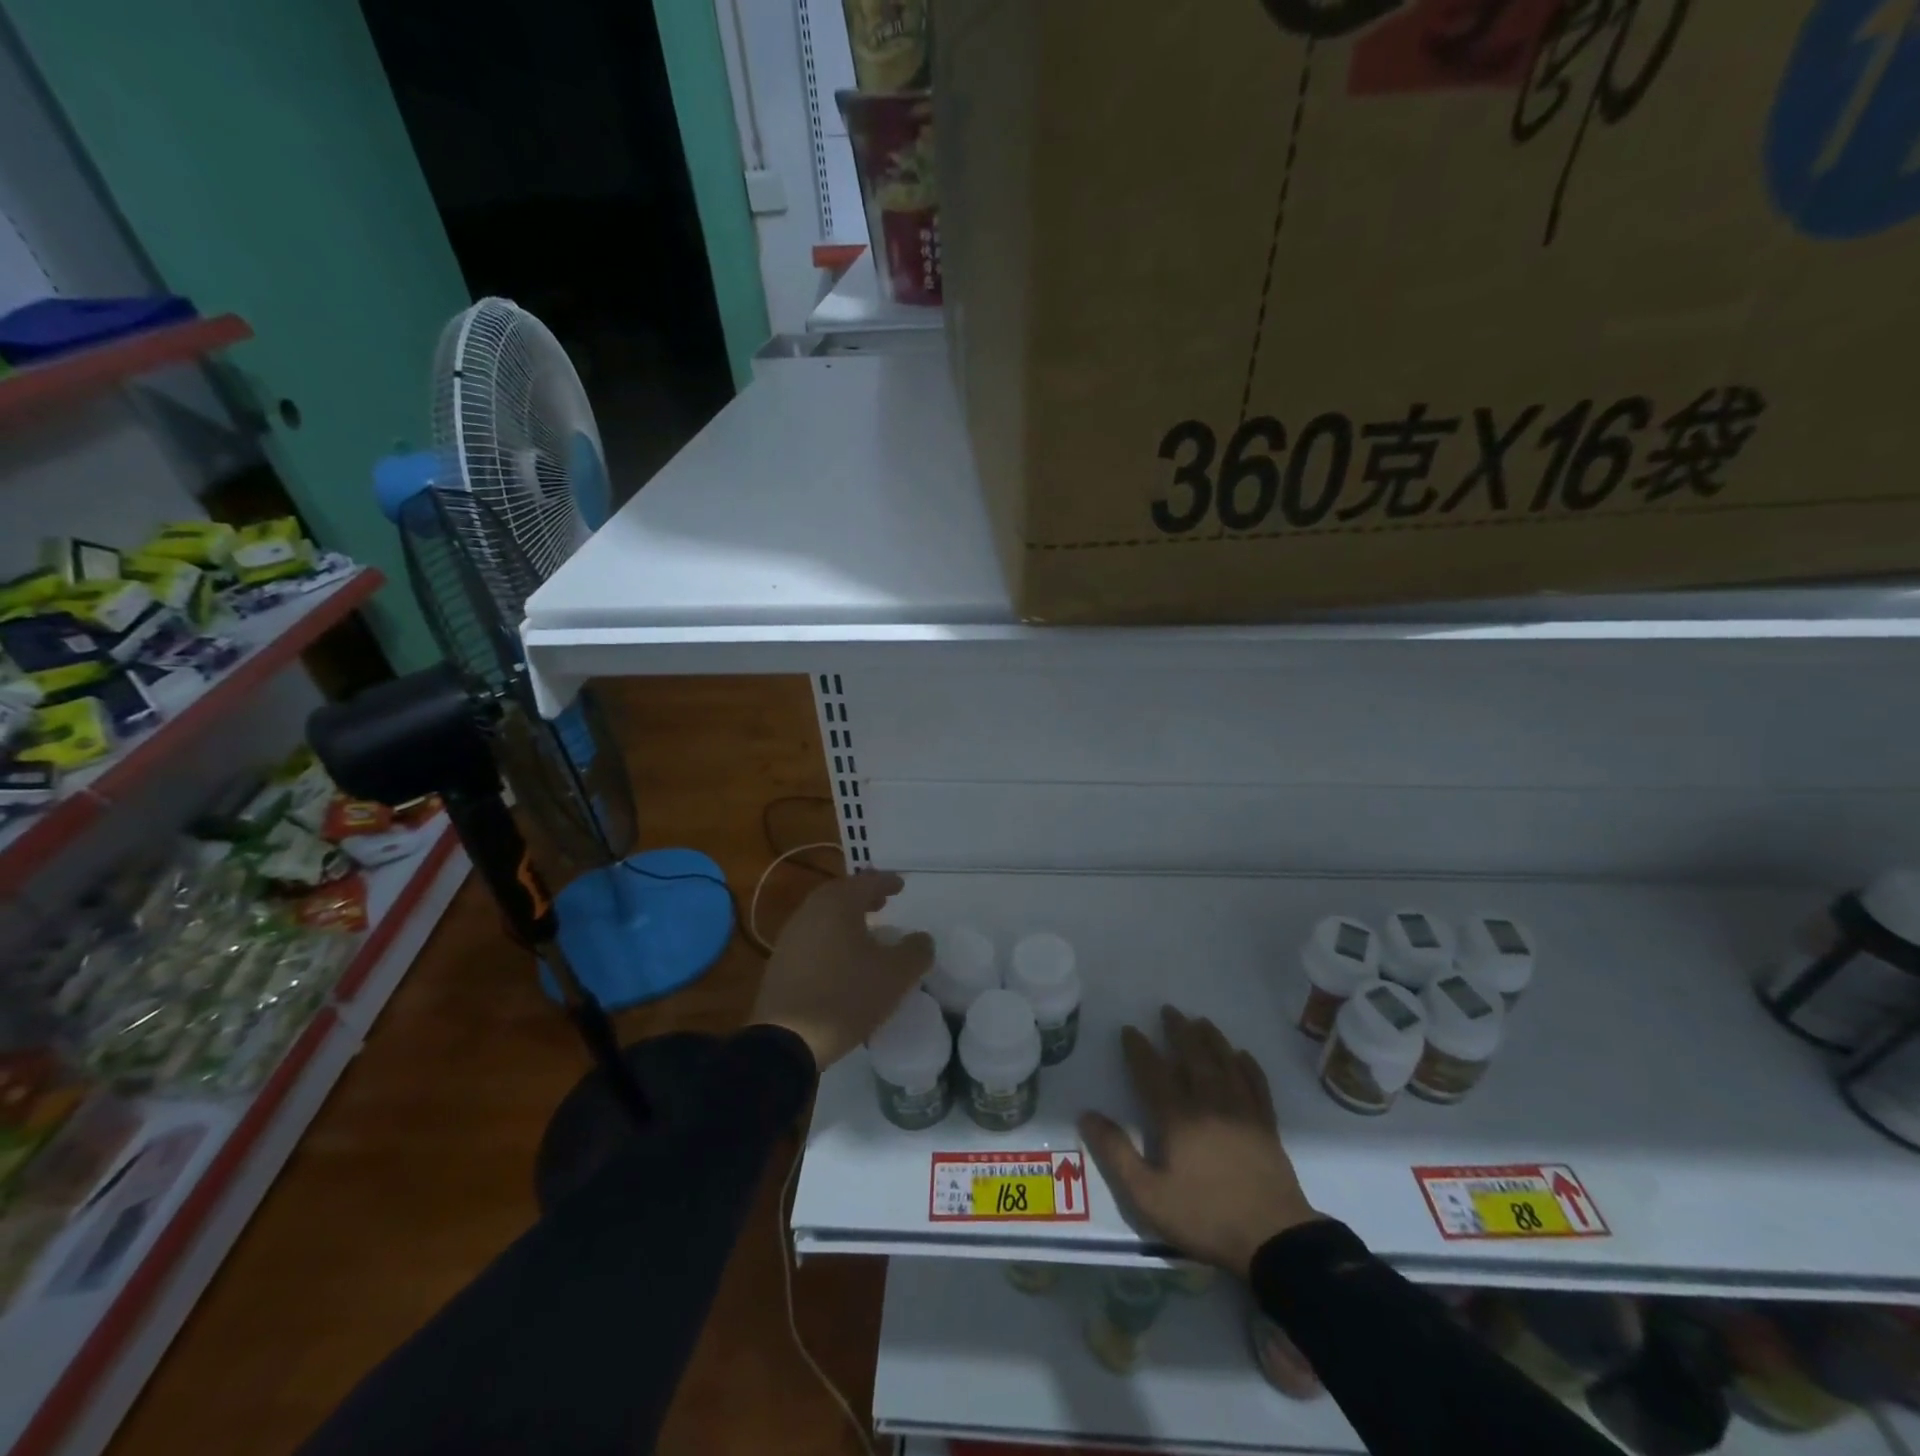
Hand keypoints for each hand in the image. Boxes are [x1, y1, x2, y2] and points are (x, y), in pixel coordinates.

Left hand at [751, 872, 933, 1070]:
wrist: (785, 1040)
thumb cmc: (846, 996)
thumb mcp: (895, 975)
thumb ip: (916, 951)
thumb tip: (922, 939)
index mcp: (837, 905)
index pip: (866, 882)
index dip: (886, 882)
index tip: (900, 886)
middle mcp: (810, 912)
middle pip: (840, 894)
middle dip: (862, 896)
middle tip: (881, 903)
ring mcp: (790, 937)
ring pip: (823, 916)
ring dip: (845, 918)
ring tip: (865, 933)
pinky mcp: (780, 964)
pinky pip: (812, 939)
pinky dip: (831, 939)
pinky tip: (842, 960)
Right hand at [1079, 1006, 1319, 1276]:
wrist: (1274, 1241)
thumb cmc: (1205, 1217)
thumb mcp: (1148, 1196)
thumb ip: (1117, 1153)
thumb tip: (1087, 1115)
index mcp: (1178, 1118)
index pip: (1153, 1072)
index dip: (1139, 1049)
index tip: (1129, 1029)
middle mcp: (1210, 1103)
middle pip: (1193, 1056)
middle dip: (1178, 1031)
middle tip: (1168, 1010)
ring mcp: (1242, 1111)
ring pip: (1225, 1062)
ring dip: (1211, 1038)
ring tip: (1201, 1021)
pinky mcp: (1266, 1125)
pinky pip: (1256, 1084)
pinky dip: (1248, 1065)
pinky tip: (1242, 1055)